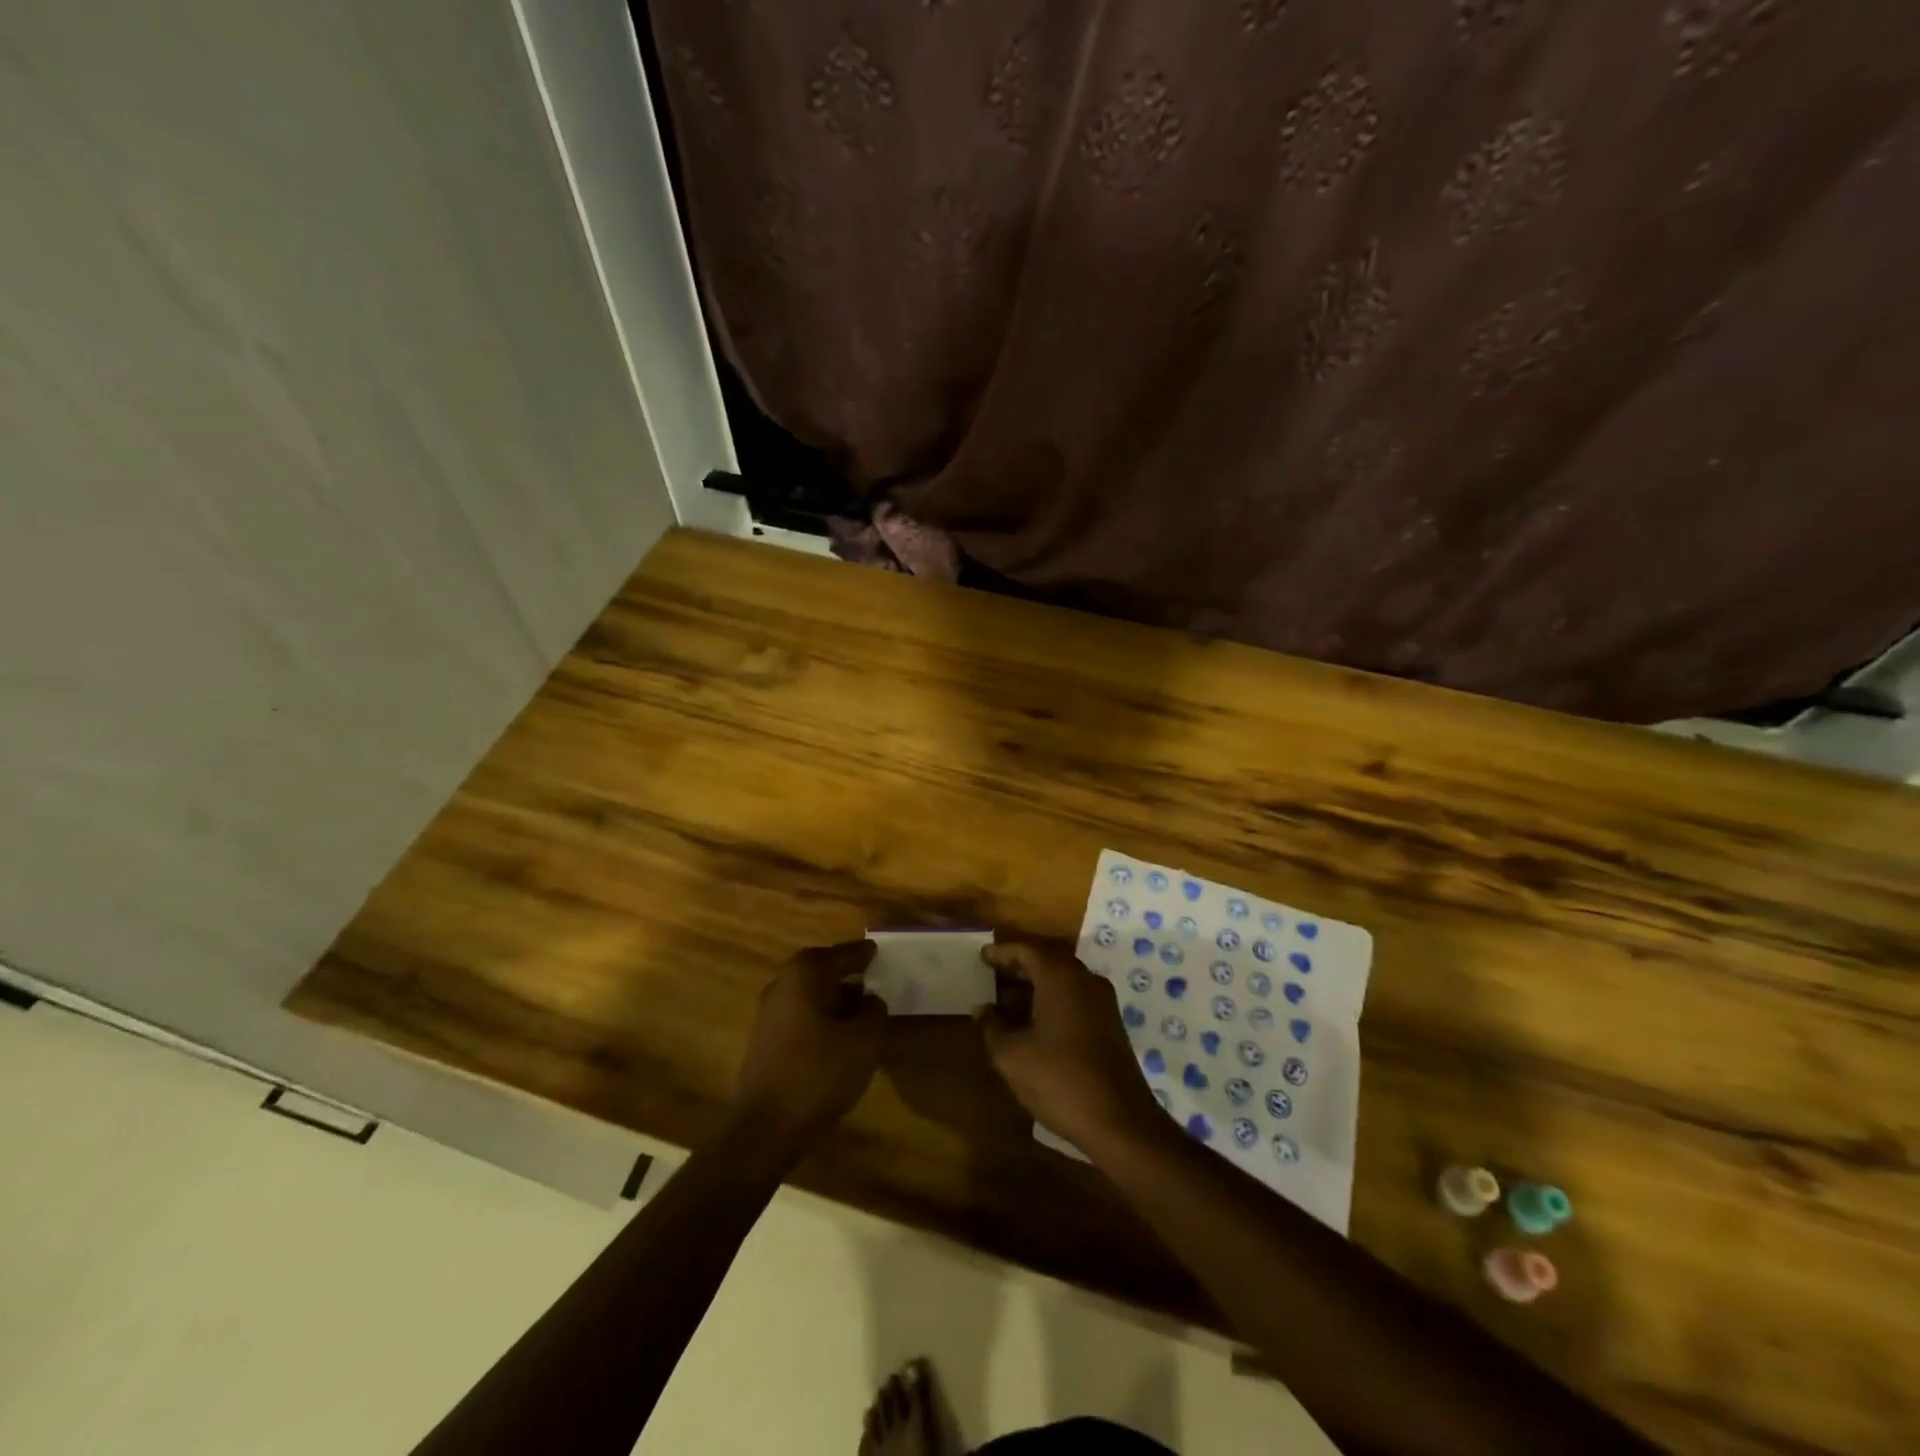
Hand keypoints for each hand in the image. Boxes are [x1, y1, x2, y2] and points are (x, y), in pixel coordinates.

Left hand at [732, 941, 886, 1143]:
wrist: (765, 1127)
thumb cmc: (818, 1073)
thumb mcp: (863, 1041)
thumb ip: (874, 1012)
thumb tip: (871, 999)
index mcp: (805, 974)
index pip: (840, 954)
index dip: (862, 953)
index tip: (878, 951)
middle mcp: (782, 985)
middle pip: (820, 970)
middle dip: (846, 974)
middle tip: (872, 979)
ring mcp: (769, 1013)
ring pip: (809, 994)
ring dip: (834, 999)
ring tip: (861, 1012)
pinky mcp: (765, 1040)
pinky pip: (801, 1015)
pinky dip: (821, 1018)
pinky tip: (838, 1037)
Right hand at [978, 937, 1163, 1154]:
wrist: (1120, 1122)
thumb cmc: (1060, 1080)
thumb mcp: (1013, 1056)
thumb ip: (992, 1027)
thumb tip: (983, 1009)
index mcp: (1060, 977)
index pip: (1027, 949)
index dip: (1002, 952)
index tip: (982, 956)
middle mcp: (1084, 979)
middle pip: (1048, 959)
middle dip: (1019, 965)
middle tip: (992, 973)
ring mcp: (1101, 1001)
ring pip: (1062, 979)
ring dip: (1035, 984)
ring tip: (1005, 1001)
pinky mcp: (1109, 1023)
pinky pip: (1074, 997)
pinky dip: (1051, 1000)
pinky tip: (1032, 1023)